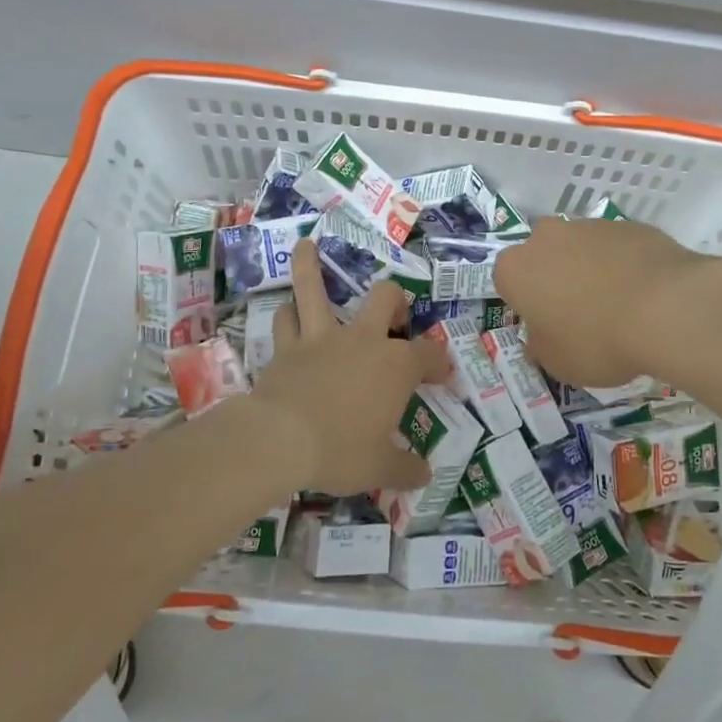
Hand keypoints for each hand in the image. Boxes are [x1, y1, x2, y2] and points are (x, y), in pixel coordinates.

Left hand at [249, 240, 449, 495]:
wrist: (280, 440)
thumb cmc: (341, 451)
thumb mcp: (380, 468)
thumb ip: (405, 469)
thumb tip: (424, 475)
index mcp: (395, 366)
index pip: (428, 354)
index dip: (438, 363)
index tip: (441, 375)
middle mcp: (363, 340)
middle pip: (385, 299)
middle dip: (394, 302)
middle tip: (393, 316)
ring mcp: (322, 338)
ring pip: (315, 288)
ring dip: (311, 267)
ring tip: (307, 246)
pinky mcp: (287, 347)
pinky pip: (286, 319)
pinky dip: (288, 313)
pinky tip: (286, 308)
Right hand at [493, 217, 710, 386]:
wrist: (667, 308)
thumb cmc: (597, 340)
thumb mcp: (557, 363)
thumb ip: (540, 346)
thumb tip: (541, 336)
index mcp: (516, 269)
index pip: (507, 283)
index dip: (527, 306)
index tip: (548, 326)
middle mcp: (546, 237)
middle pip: (543, 256)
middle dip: (555, 279)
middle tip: (579, 314)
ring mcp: (590, 225)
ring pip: (580, 248)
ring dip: (590, 269)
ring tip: (618, 305)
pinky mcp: (629, 224)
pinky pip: (617, 247)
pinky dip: (624, 264)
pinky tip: (644, 293)